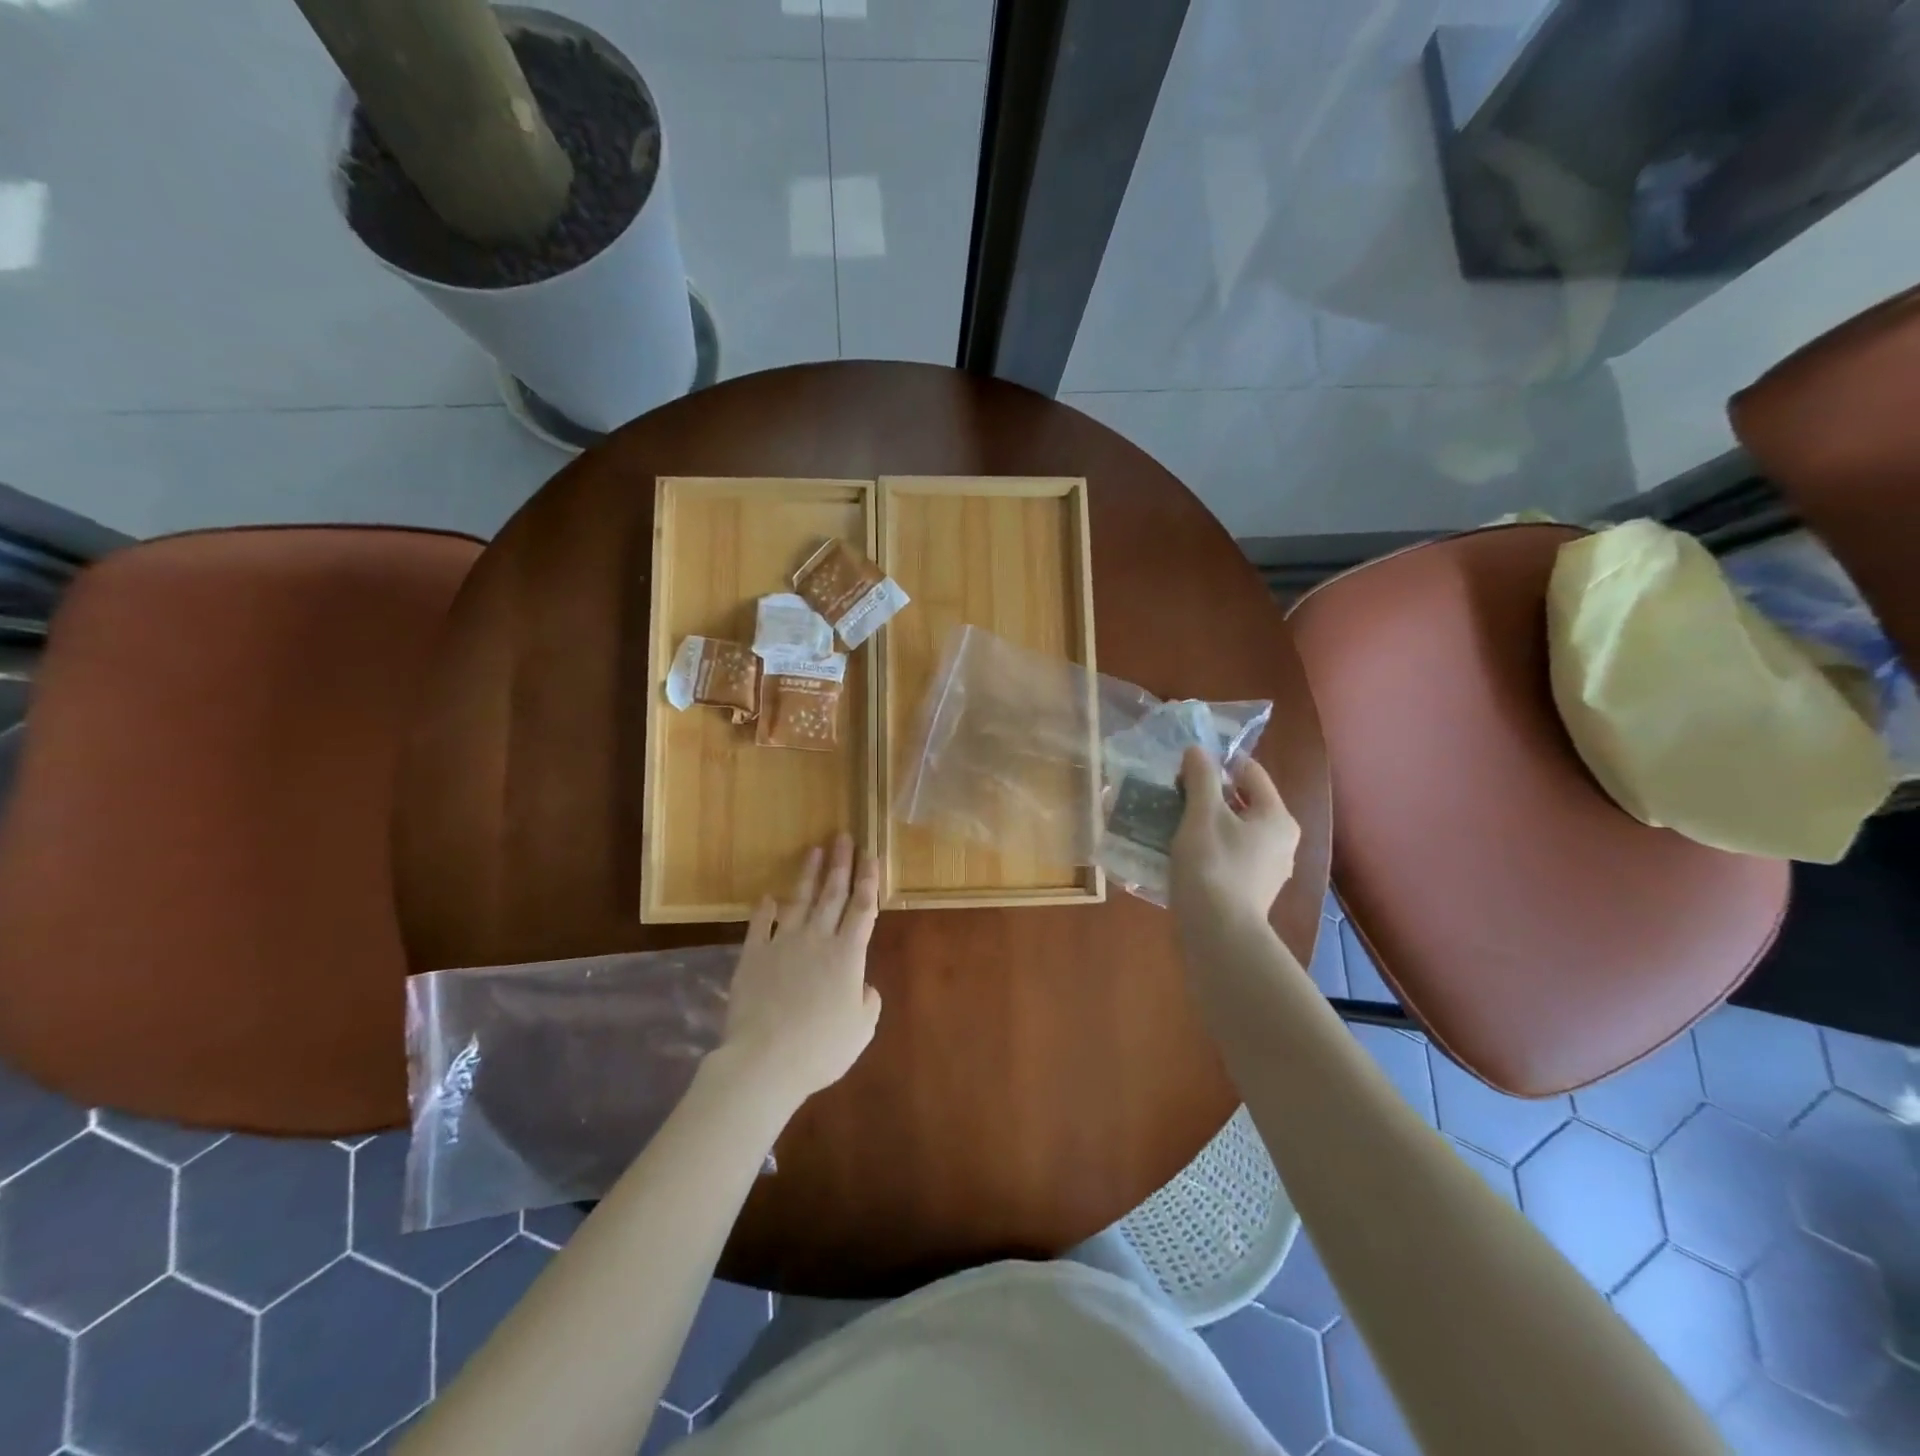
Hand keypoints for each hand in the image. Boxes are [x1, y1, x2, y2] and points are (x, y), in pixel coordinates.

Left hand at [720, 833, 881, 1109]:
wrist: (764, 1060)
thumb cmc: (821, 1048)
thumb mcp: (861, 1029)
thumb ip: (867, 1001)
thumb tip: (863, 984)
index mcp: (848, 954)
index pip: (863, 908)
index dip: (869, 880)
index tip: (871, 854)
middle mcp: (817, 939)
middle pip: (832, 894)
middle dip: (841, 864)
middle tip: (843, 836)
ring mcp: (782, 944)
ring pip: (799, 901)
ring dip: (808, 875)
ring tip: (814, 850)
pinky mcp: (753, 956)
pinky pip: (760, 926)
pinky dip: (764, 910)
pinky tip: (767, 897)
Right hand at [1169, 747, 1299, 926]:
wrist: (1218, 933)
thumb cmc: (1213, 865)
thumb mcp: (1202, 814)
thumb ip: (1200, 778)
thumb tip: (1197, 750)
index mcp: (1277, 816)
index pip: (1250, 772)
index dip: (1218, 764)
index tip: (1185, 769)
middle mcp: (1281, 841)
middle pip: (1243, 802)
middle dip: (1209, 795)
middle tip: (1174, 795)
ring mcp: (1268, 869)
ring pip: (1235, 831)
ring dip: (1206, 823)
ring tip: (1173, 823)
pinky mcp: (1251, 891)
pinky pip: (1230, 856)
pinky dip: (1209, 848)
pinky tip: (1182, 854)